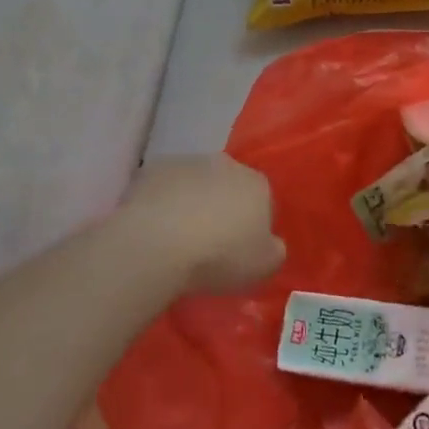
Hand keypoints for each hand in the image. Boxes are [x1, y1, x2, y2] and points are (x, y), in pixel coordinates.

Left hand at [119, 154, 284, 294]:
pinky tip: (155, 228)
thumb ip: (274, 251)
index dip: (253, 226)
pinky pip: (164, 188)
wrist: (158, 243)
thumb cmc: (219, 255)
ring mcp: (188, 162)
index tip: (240, 250)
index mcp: (257, 184)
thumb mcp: (263, 266)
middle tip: (209, 243)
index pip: (264, 201)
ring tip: (177, 238)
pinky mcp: (154, 169)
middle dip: (223, 208)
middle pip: (229, 186)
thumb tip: (271, 244)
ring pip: (196, 183)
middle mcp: (227, 164)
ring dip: (192, 203)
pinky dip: (163, 203)